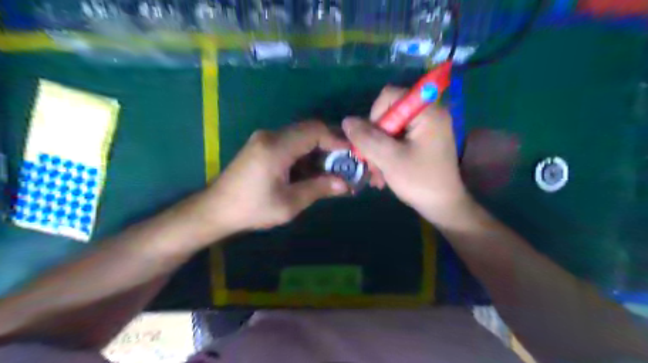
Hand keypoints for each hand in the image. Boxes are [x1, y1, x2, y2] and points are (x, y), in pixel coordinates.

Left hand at [204, 120, 352, 232]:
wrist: (215, 210)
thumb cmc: (252, 209)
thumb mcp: (289, 203)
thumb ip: (318, 189)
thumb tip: (345, 184)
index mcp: (277, 147)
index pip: (314, 131)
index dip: (337, 140)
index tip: (353, 154)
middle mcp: (271, 135)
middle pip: (309, 130)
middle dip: (331, 145)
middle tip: (346, 164)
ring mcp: (265, 139)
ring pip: (301, 136)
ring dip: (319, 150)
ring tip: (333, 170)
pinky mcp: (262, 146)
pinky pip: (291, 143)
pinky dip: (306, 154)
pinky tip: (312, 170)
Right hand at [344, 86, 471, 225]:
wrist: (443, 207)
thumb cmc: (419, 181)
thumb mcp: (389, 159)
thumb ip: (366, 138)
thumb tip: (347, 121)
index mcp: (427, 112)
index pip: (390, 96)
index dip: (375, 116)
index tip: (373, 142)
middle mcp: (428, 114)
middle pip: (388, 114)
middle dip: (375, 140)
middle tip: (371, 163)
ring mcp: (426, 129)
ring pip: (390, 130)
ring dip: (378, 151)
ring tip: (376, 174)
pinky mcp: (422, 141)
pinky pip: (397, 140)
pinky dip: (387, 154)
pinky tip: (382, 174)